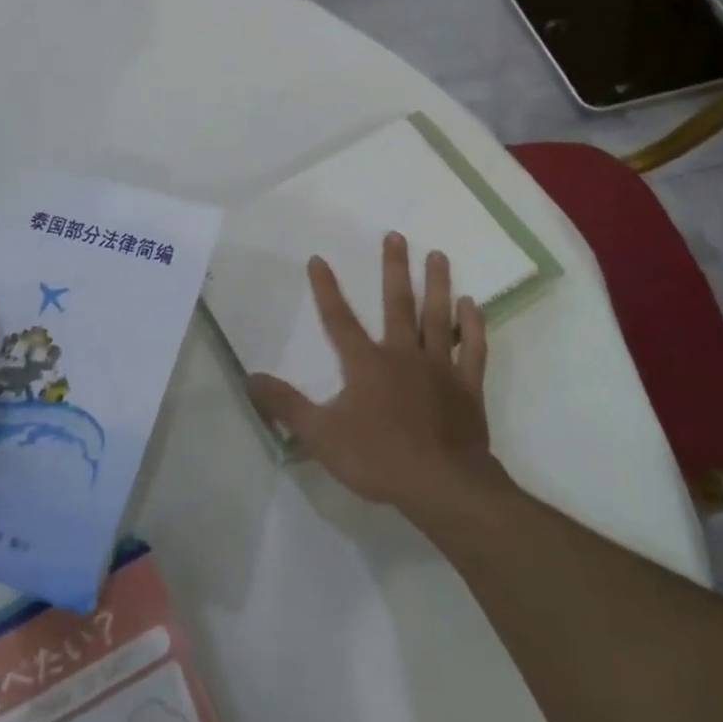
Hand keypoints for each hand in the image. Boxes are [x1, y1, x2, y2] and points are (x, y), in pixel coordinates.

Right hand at [246, 233, 502, 513]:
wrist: (442, 486)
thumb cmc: (378, 459)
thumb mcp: (320, 435)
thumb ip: (285, 405)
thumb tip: (250, 378)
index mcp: (367, 364)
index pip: (339, 319)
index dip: (326, 289)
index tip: (318, 258)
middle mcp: (403, 354)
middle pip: (397, 304)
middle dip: (394, 268)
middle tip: (396, 235)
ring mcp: (439, 368)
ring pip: (438, 317)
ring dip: (437, 284)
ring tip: (438, 254)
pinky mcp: (467, 387)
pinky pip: (472, 349)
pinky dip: (473, 326)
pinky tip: (471, 304)